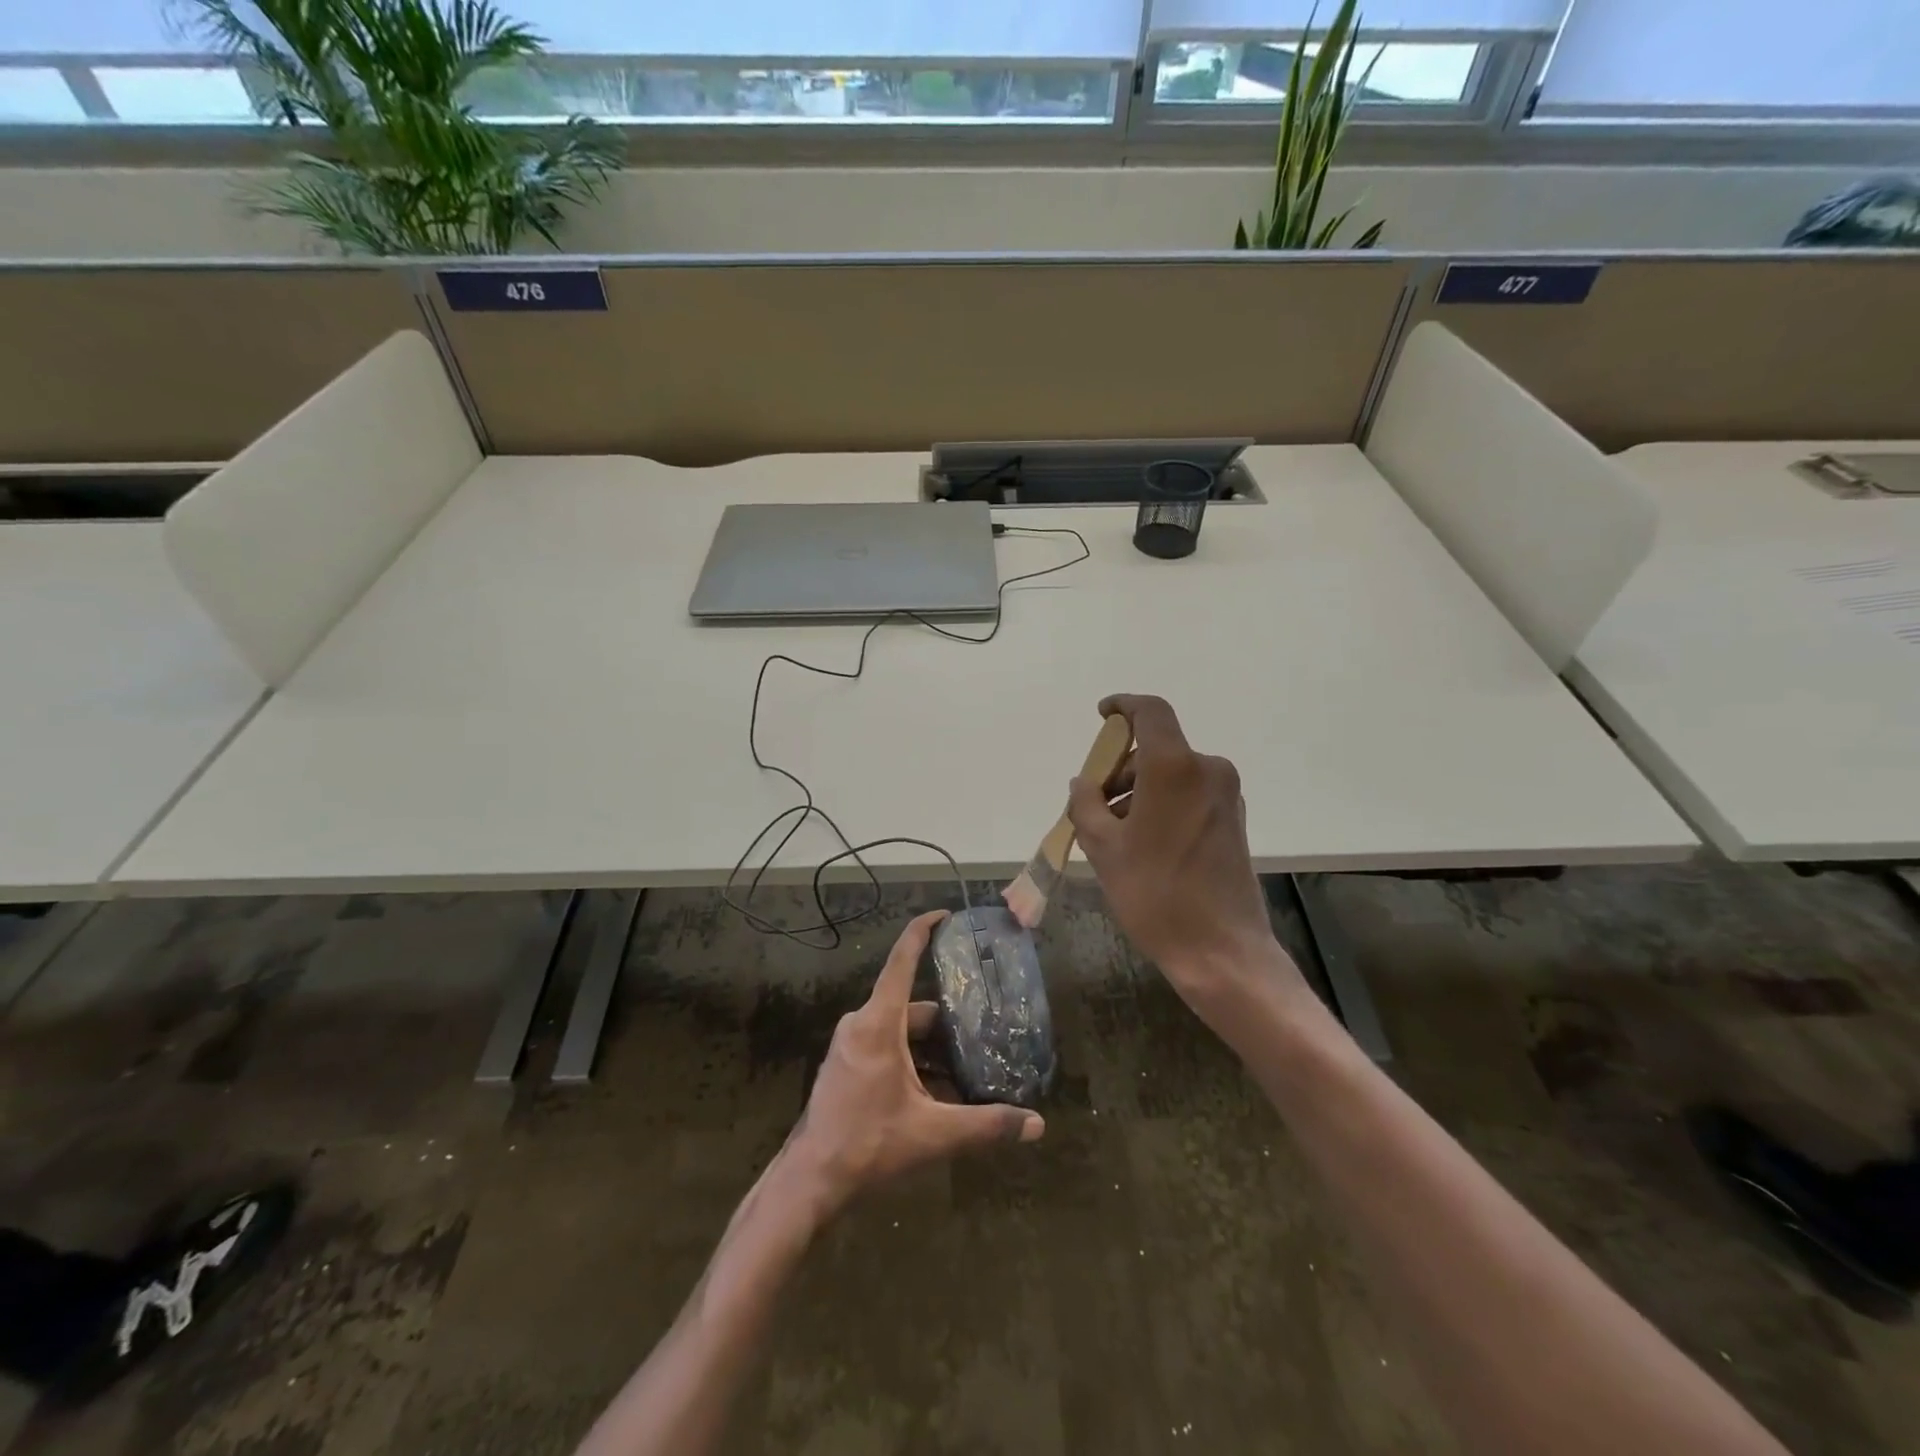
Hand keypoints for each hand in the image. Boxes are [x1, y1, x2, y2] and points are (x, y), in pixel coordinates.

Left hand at [789, 910, 1043, 1209]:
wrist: (810, 1181)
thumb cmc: (868, 1144)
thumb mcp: (933, 1133)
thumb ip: (986, 1126)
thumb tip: (1037, 1126)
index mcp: (879, 1022)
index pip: (903, 960)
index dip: (923, 931)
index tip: (946, 915)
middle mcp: (862, 1024)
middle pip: (913, 1006)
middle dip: (948, 1020)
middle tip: (984, 1029)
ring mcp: (850, 1045)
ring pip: (900, 1030)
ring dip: (932, 1047)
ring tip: (968, 1066)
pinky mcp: (846, 1065)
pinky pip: (886, 1046)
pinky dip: (913, 1060)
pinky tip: (937, 1091)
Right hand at [1067, 695, 1299, 1017]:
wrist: (1221, 950)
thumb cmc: (1155, 894)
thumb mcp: (1104, 848)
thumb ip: (1086, 804)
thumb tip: (1083, 783)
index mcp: (1175, 768)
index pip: (1150, 712)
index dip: (1123, 706)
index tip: (1102, 716)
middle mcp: (1207, 770)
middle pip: (1156, 749)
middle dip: (1120, 768)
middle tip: (1093, 804)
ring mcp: (1225, 795)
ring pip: (1172, 774)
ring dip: (1139, 790)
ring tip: (1113, 832)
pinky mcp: (1233, 820)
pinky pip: (1189, 794)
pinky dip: (1162, 803)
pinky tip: (1143, 842)